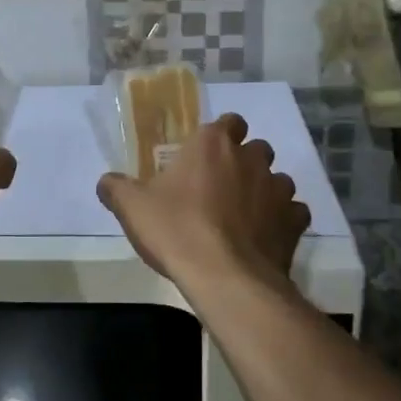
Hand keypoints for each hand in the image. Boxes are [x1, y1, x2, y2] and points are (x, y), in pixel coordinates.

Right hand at [97, 113, 310, 295]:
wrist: (225, 278)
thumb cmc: (177, 230)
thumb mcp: (132, 208)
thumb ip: (116, 188)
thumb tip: (106, 182)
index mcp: (213, 144)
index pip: (229, 121)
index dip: (221, 135)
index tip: (206, 156)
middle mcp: (251, 158)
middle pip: (256, 148)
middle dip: (244, 162)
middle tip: (222, 187)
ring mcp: (278, 189)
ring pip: (278, 179)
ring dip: (266, 191)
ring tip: (245, 216)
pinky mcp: (295, 222)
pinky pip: (294, 213)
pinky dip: (283, 221)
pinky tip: (266, 237)